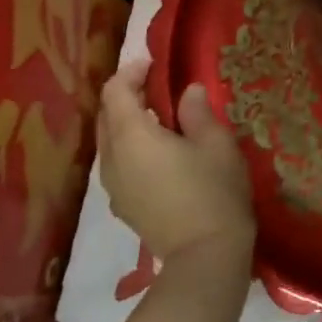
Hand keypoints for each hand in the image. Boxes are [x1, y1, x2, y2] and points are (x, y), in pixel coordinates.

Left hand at [97, 62, 254, 265]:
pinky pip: (117, 164)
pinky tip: (158, 154)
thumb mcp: (216, 143)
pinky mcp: (122, 206)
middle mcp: (111, 159)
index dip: (131, 72)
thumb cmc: (213, 191)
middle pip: (106, 116)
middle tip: (156, 87)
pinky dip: (130, 148)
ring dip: (127, 124)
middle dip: (125, 96)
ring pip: (109, 142)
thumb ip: (197, 112)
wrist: (205, 256)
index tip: (153, 64)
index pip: (115, 92)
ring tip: (160, 119)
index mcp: (131, 136)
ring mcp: (113, 187)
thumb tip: (188, 92)